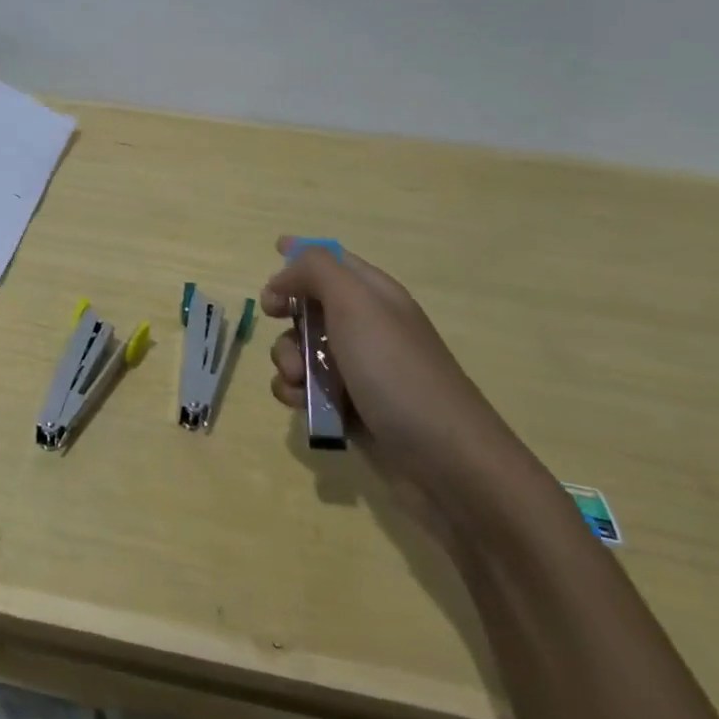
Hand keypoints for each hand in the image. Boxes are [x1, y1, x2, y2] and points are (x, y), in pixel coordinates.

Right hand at [263, 237, 540, 532]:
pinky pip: (305, 389)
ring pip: (299, 350)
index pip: (332, 260)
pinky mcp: (348, 408)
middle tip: (276, 320)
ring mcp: (357, 370)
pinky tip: (302, 406)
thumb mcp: (356, 304)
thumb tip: (283, 275)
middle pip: (307, 305)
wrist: (446, 463)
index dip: (299, 256)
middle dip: (285, 315)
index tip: (272, 262)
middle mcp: (365, 327)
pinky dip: (295, 394)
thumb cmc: (396, 372)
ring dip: (285, 360)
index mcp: (374, 295)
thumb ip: (315, 271)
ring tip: (298, 380)